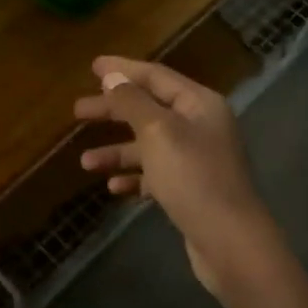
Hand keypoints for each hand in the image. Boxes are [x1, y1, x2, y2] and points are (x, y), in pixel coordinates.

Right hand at [75, 56, 281, 300]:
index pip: (156, 76)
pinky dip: (133, 177)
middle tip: (77, 111)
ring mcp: (196, 160)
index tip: (92, 66)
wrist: (230, 241)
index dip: (123, 69)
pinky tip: (113, 186)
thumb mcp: (157, 132)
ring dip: (116, 151)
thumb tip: (113, 76)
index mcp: (198, 104)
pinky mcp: (190, 190)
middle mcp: (200, 126)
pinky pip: (155, 174)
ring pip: (148, 145)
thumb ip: (132, 102)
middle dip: (112, 110)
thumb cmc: (192, 177)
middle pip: (148, 109)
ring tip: (85, 162)